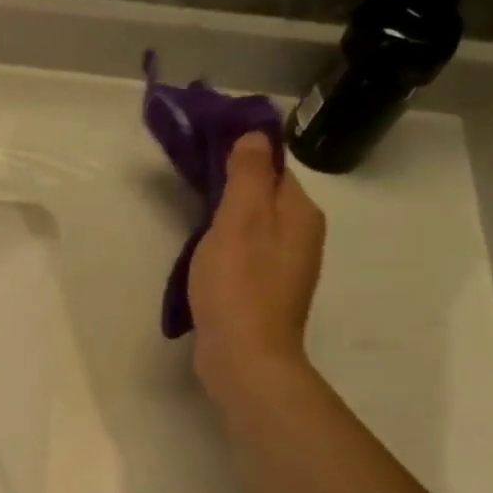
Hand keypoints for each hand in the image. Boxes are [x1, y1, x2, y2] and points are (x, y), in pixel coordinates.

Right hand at [188, 132, 326, 403]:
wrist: (244, 357)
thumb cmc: (239, 284)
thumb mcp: (240, 219)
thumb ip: (248, 174)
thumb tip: (256, 134)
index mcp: (301, 213)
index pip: (273, 167)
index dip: (240, 155)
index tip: (202, 153)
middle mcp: (302, 236)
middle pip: (265, 196)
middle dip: (231, 186)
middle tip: (191, 184)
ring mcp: (286, 267)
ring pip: (255, 225)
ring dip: (226, 218)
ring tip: (192, 219)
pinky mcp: (266, 291)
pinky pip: (247, 252)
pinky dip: (227, 246)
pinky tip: (205, 256)